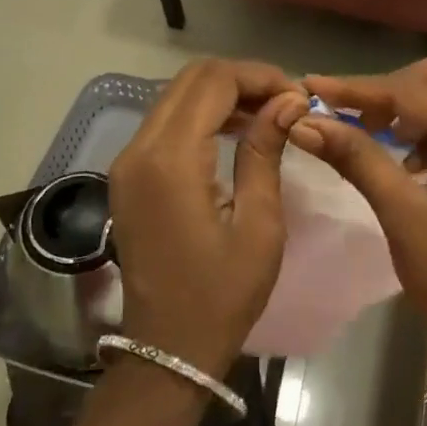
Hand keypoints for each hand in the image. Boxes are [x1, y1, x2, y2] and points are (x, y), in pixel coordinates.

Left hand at [108, 60, 306, 378]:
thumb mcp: (259, 224)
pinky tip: (235, 133)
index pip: (214, 82)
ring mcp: (128, 162)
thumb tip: (289, 100)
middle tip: (285, 102)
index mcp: (171, 161)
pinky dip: (202, 115)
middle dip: (242, 80)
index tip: (298, 95)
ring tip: (268, 115)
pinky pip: (166, 123)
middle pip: (191, 80)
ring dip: (222, 95)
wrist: (168, 348)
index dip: (259, 76)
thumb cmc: (222, 294)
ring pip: (176, 97)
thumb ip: (266, 152)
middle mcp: (139, 149)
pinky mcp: (128, 175)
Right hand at [292, 52, 426, 358]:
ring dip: (422, 105)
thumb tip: (304, 121)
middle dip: (401, 87)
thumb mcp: (401, 212)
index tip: (313, 86)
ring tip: (384, 138)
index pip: (415, 93)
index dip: (360, 89)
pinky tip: (410, 161)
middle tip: (364, 118)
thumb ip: (356, 157)